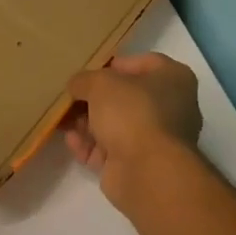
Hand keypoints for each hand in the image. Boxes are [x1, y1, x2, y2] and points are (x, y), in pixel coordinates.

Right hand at [66, 53, 203, 207]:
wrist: (146, 171)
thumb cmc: (132, 112)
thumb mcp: (100, 83)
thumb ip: (84, 80)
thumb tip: (76, 86)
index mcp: (173, 79)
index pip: (142, 63)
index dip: (113, 65)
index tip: (88, 71)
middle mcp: (171, 107)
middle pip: (125, 97)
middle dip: (94, 99)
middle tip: (69, 97)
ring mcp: (156, 139)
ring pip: (115, 125)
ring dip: (87, 123)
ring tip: (62, 120)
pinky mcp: (139, 165)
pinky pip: (110, 149)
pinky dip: (89, 145)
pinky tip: (70, 141)